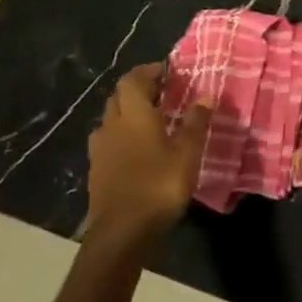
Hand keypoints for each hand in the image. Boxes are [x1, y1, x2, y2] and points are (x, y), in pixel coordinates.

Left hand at [84, 62, 207, 236]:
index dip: (147, 71)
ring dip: (127, 112)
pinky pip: (107, 140)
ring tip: (150, 118)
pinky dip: (121, 134)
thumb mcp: (187, 153)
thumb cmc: (159, 185)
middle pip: (118, 96)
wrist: (122, 231)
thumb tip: (205, 95)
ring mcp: (100, 149)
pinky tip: (136, 148)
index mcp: (133, 115)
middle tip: (162, 92)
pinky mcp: (96, 169)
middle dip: (138, 89)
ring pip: (110, 118)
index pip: (133, 80)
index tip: (165, 70)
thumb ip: (196, 122)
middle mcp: (112, 125)